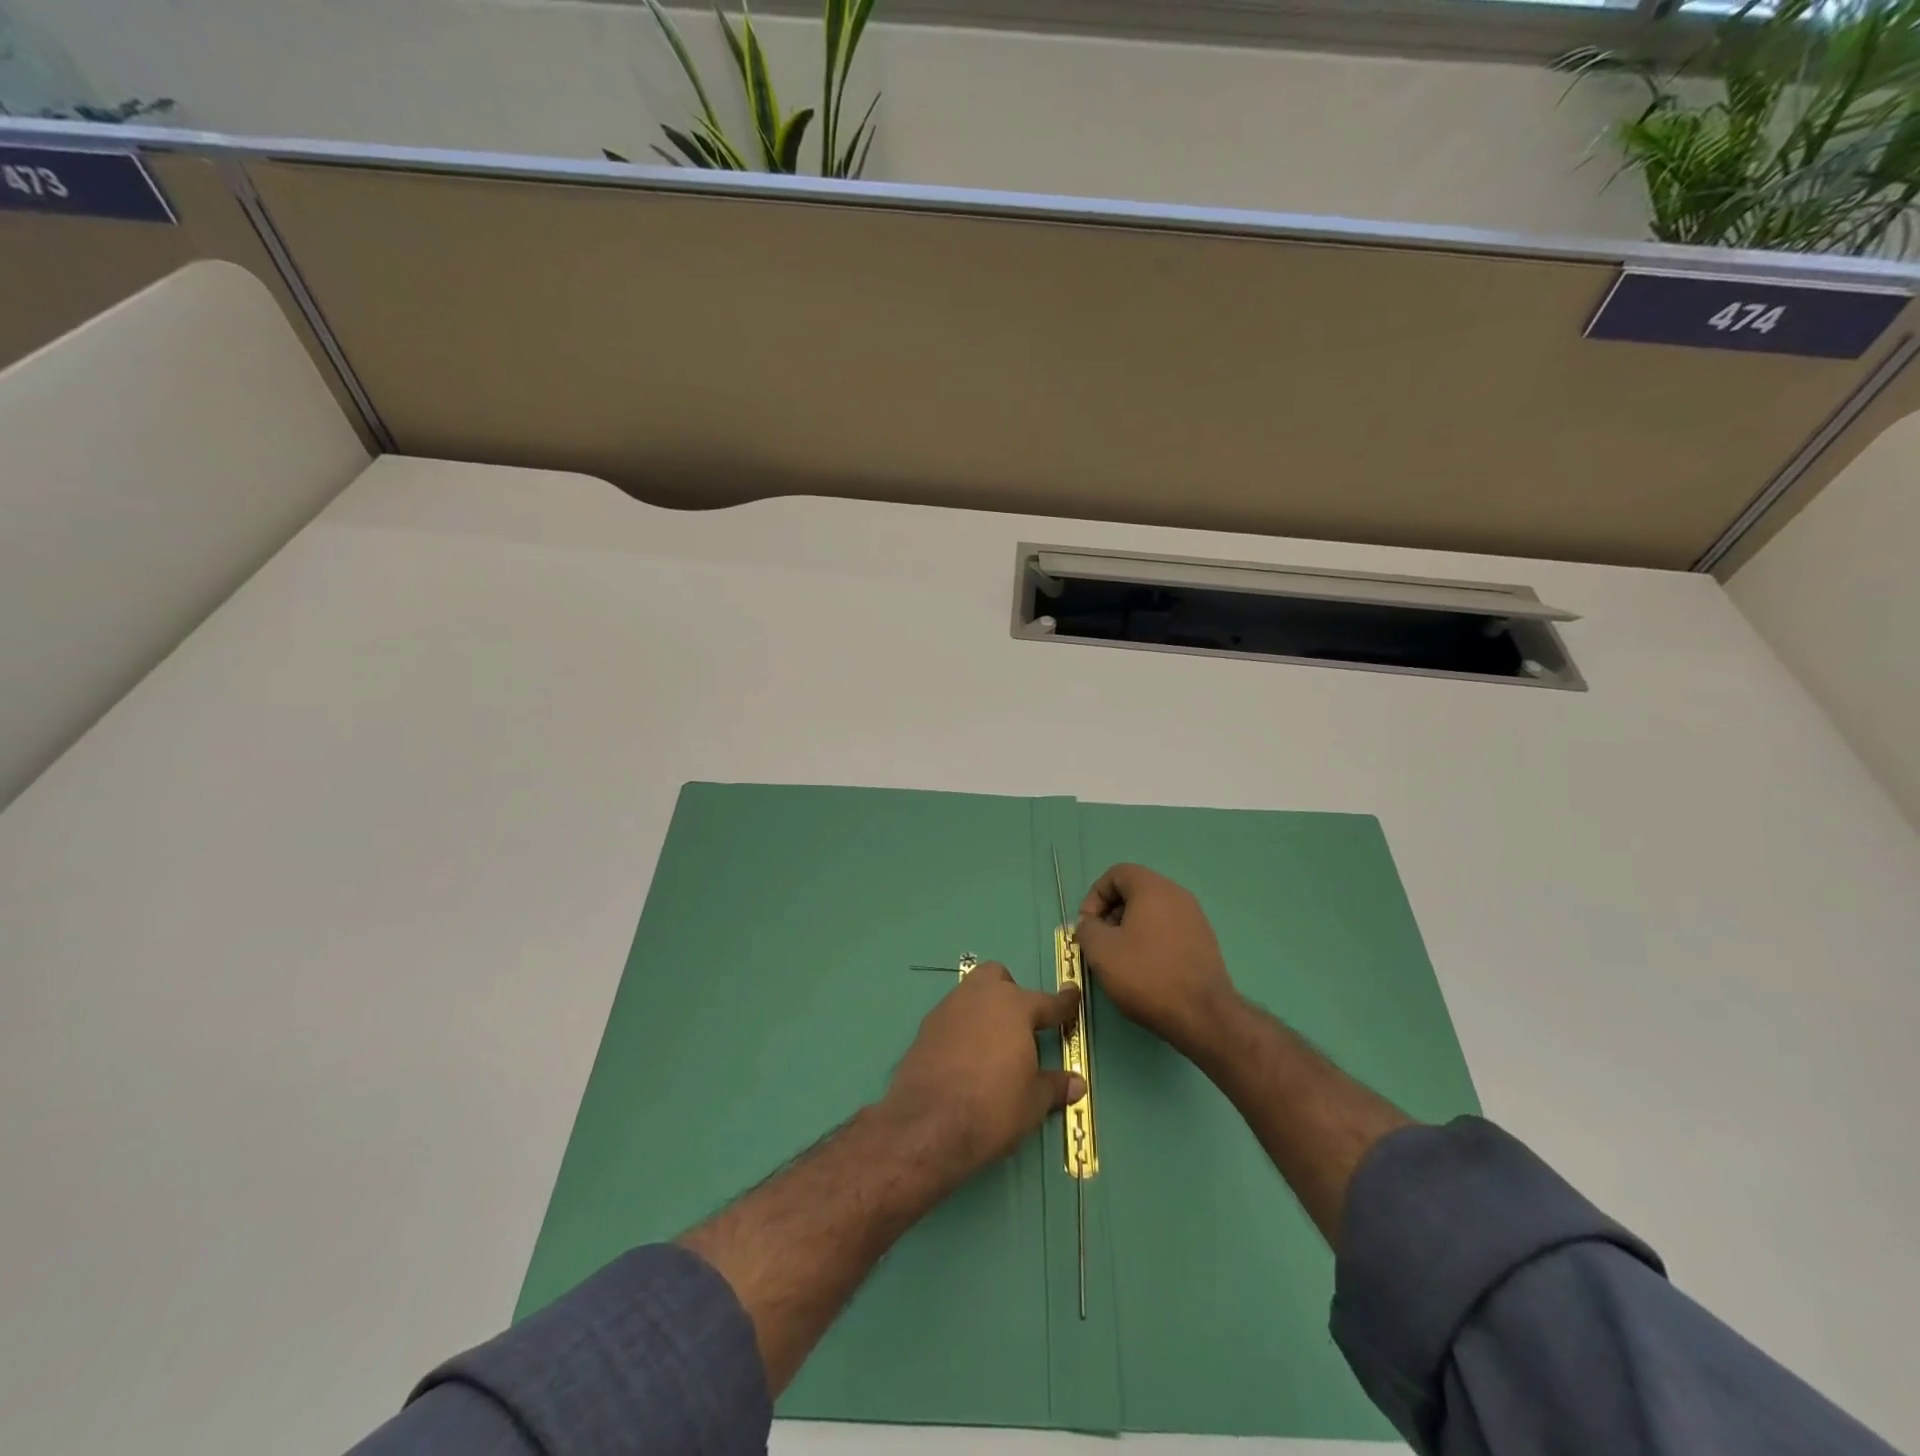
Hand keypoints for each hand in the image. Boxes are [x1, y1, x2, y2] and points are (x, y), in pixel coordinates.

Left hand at [881, 963, 1084, 1182]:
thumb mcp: (1033, 1102)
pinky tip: (965, 1058)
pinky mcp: (924, 1029)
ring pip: (970, 994)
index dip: (1063, 1003)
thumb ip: (1054, 1086)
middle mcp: (979, 997)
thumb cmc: (992, 1107)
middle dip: (1011, 993)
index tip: (1072, 995)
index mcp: (1014, 1007)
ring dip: (984, 1010)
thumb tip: (1076, 1083)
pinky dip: (962, 1029)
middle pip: (998, 977)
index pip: (1047, 1001)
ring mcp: (948, 1009)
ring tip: (992, 1045)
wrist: (927, 1125)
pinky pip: (951, 1018)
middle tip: (1020, 1027)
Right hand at [1077, 863, 1239, 1057]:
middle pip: (1135, 891)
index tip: (1087, 925)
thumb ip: (1087, 928)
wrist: (1202, 1015)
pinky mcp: (1204, 941)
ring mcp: (1195, 918)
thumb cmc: (1146, 975)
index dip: (1095, 895)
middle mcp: (1177, 895)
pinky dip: (1150, 939)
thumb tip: (1090, 924)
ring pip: (1152, 911)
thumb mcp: (1101, 951)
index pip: (1117, 874)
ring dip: (1130, 927)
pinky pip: (1169, 928)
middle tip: (1100, 942)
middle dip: (1111, 912)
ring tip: (1120, 958)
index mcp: (1153, 888)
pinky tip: (1144, 969)